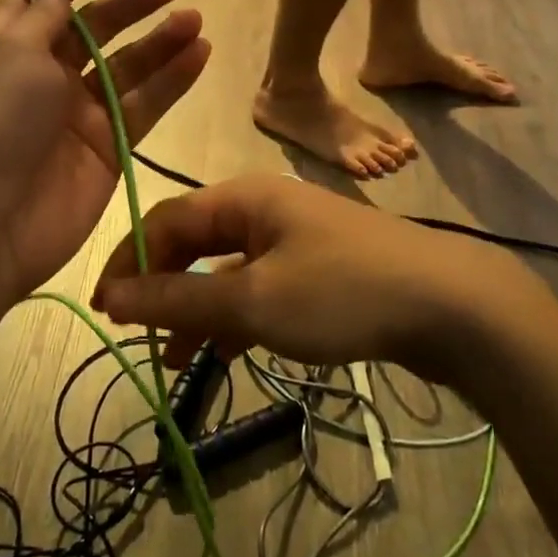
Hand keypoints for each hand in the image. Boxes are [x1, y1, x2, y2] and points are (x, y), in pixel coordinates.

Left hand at [0, 0, 210, 305]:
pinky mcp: (110, 147)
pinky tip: (200, 54)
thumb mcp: (12, 53)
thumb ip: (44, 15)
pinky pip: (146, 106)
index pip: (38, 9)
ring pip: (127, 68)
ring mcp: (80, 116)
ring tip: (195, 20)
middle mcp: (44, 79)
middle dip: (131, 6)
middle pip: (94, 32)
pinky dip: (172, 81)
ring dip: (161, 42)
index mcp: (10, 51)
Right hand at [93, 175, 557, 381]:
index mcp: (243, 197)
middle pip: (194, 242)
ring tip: (174, 359)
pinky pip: (260, 285)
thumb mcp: (251, 301)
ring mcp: (295, 237)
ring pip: (227, 269)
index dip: (129, 263)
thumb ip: (178, 298)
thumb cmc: (341, 293)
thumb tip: (112, 297)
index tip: (106, 312)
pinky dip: (238, 315)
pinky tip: (227, 351)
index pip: (165, 220)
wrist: (452, 306)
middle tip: (140, 338)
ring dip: (198, 308)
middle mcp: (265, 207)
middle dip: (164, 288)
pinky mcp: (319, 267)